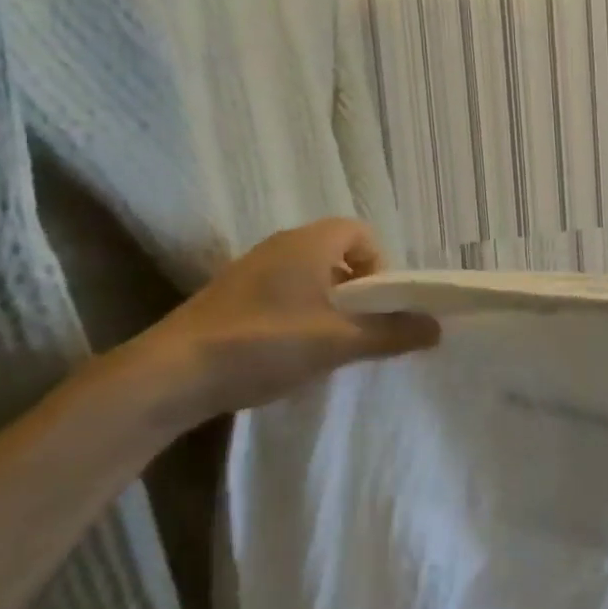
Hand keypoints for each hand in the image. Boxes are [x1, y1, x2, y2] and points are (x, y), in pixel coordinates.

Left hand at [122, 219, 439, 430]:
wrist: (170, 375)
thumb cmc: (263, 344)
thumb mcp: (338, 343)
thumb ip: (391, 334)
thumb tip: (436, 327)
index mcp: (307, 243)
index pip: (360, 233)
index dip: (380, 265)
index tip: (378, 305)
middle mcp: (279, 246)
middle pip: (336, 254)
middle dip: (358, 289)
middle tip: (360, 328)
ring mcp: (250, 271)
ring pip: (309, 277)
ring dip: (329, 304)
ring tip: (329, 345)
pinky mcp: (230, 297)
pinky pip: (282, 293)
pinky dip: (300, 314)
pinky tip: (291, 352)